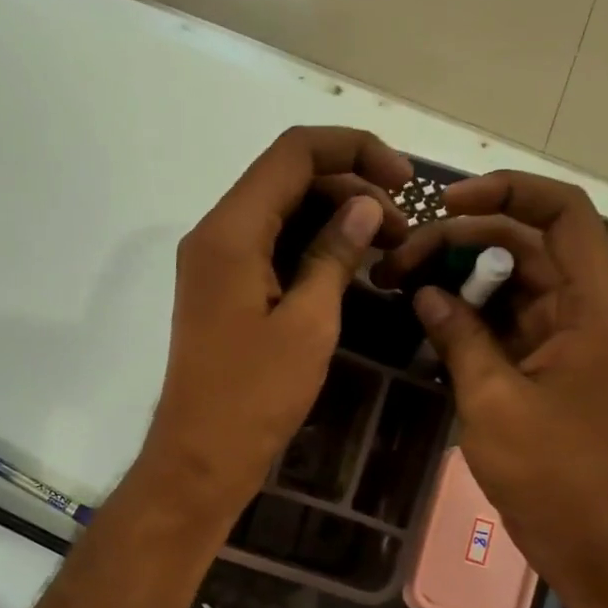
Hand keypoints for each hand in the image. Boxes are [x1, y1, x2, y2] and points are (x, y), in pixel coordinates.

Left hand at [138, 127, 411, 530]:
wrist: (202, 456)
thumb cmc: (255, 395)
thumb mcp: (309, 323)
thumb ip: (335, 255)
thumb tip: (364, 206)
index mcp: (231, 231)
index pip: (294, 152)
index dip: (355, 150)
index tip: (405, 182)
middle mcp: (216, 234)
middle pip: (288, 179)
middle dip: (351, 188)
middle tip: (403, 229)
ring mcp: (216, 263)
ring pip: (281, 213)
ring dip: (334, 219)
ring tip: (388, 247)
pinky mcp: (223, 290)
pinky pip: (271, 247)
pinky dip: (311, 247)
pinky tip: (352, 268)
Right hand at [374, 172, 607, 607]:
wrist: (583, 537)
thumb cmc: (548, 471)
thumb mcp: (492, 398)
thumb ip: (459, 335)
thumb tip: (425, 293)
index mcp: (595, 305)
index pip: (563, 212)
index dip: (507, 191)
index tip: (445, 204)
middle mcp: (588, 308)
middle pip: (527, 243)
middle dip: (462, 240)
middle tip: (400, 260)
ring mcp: (568, 336)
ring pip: (513, 279)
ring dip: (461, 275)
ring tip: (402, 282)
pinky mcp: (547, 362)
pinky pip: (507, 317)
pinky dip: (470, 312)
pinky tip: (426, 317)